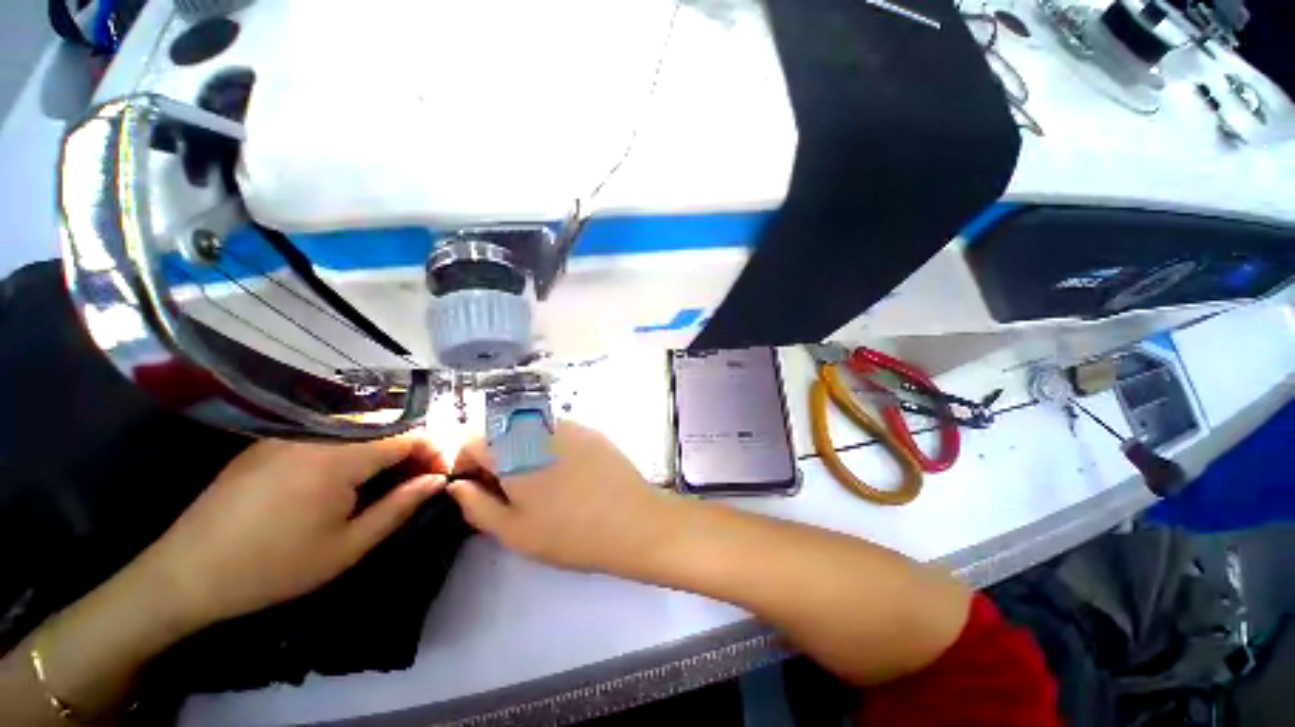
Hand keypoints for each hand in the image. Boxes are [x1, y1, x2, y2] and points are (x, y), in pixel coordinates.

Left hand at [137, 435, 447, 628]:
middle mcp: (319, 433)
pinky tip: (344, 477)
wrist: (186, 573)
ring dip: (384, 448)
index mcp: (340, 456)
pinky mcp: (272, 441)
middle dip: (412, 449)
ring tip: (385, 480)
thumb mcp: (348, 547)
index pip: (409, 434)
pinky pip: (329, 433)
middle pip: (387, 426)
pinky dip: (353, 448)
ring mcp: (291, 433)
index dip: (434, 450)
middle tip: (416, 480)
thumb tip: (438, 479)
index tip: (440, 475)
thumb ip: (400, 506)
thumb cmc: (273, 566)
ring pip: (360, 428)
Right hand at [449, 422, 677, 574]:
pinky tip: (568, 473)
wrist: (631, 520)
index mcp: (512, 450)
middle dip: (495, 457)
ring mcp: (568, 425)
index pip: (472, 441)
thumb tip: (457, 486)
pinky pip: (558, 432)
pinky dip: (549, 446)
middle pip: (501, 433)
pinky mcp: (590, 429)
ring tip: (540, 482)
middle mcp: (538, 428)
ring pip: (530, 431)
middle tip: (508, 489)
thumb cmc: (568, 532)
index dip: (467, 463)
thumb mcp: (513, 531)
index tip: (476, 487)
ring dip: (522, 450)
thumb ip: (476, 505)